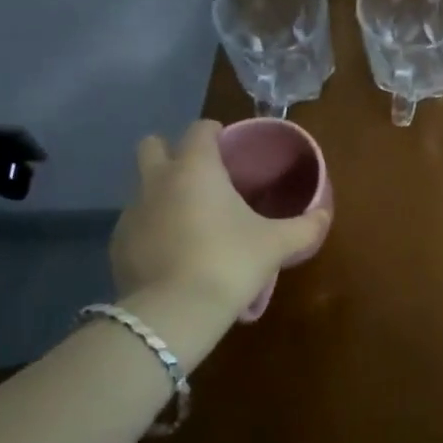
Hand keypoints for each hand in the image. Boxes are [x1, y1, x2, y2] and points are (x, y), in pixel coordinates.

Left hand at [108, 121, 329, 355]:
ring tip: (190, 220)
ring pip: (143, 186)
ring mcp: (131, 213)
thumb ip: (305, 226)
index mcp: (196, 168)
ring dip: (162, 193)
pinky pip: (136, 223)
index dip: (215, 133)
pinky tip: (172, 252)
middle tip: (200, 175)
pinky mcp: (117, 245)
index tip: (230, 148)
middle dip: (171, 152)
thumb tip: (325, 215)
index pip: (200, 129)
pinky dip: (152, 228)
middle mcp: (158, 181)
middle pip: (152, 145)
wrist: (173, 314)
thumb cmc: (229, 262)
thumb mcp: (276, 244)